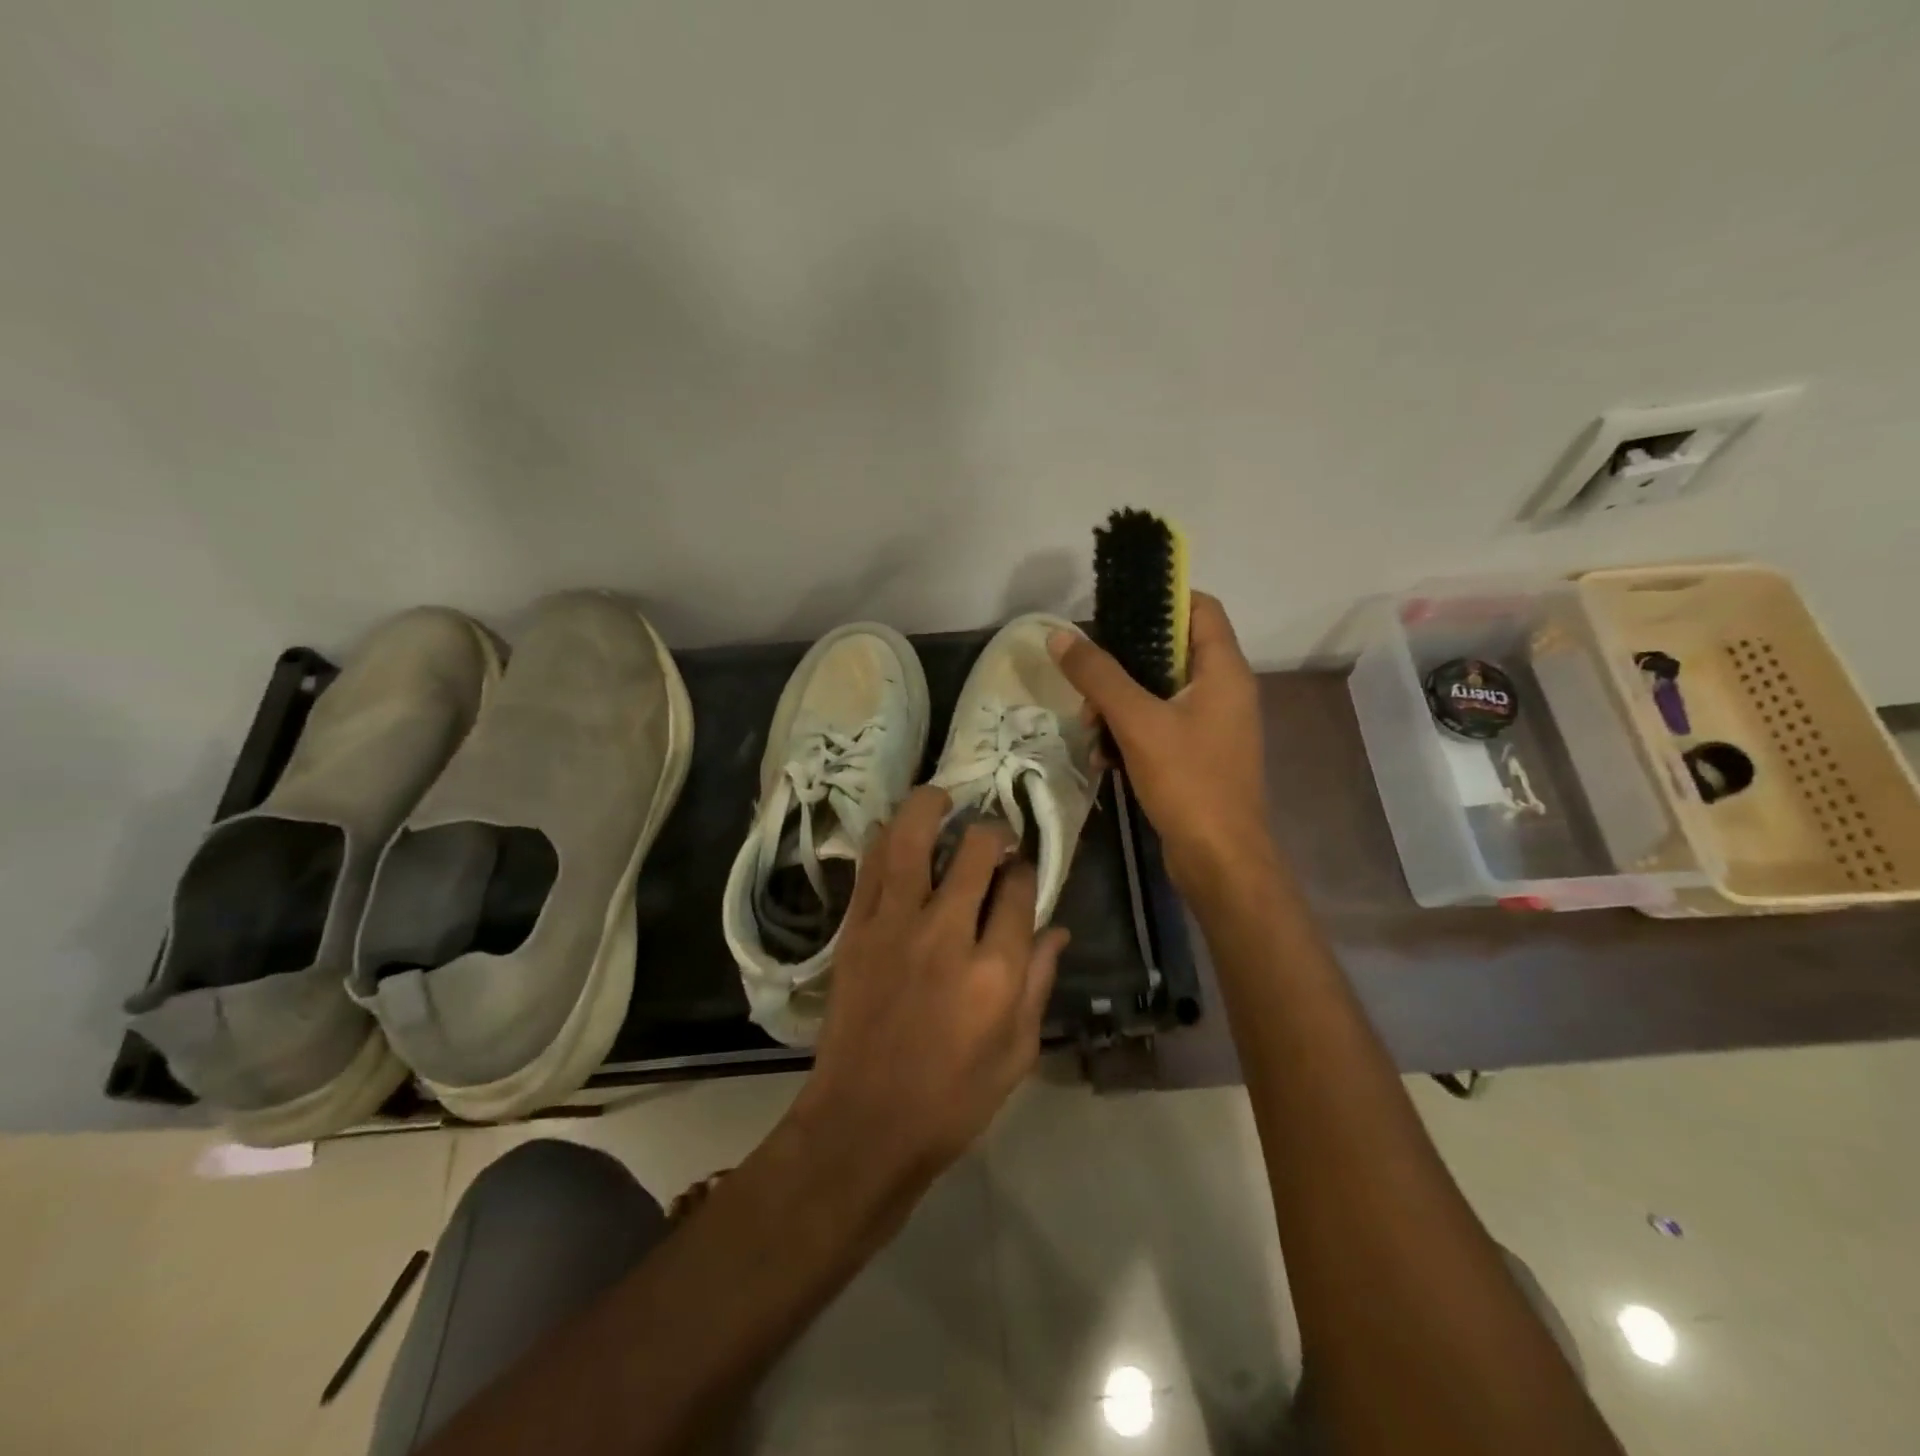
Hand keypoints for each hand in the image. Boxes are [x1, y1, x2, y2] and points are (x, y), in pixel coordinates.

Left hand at [793, 786, 1069, 1186]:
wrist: (864, 1123)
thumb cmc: (952, 1099)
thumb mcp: (1017, 1053)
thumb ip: (1038, 983)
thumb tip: (1056, 928)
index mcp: (995, 970)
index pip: (1019, 890)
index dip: (1025, 871)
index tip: (1021, 871)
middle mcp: (947, 934)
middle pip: (975, 852)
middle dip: (991, 833)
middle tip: (992, 837)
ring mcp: (894, 926)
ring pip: (914, 840)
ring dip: (931, 807)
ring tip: (943, 799)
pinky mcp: (856, 929)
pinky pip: (871, 866)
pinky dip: (886, 838)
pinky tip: (898, 829)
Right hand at [1049, 592, 1270, 889]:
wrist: (1220, 860)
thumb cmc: (1188, 782)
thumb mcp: (1137, 722)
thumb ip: (1098, 676)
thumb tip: (1060, 636)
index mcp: (1223, 670)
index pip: (1199, 607)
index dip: (1161, 597)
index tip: (1115, 606)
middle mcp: (1223, 690)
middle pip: (1170, 651)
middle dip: (1122, 663)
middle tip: (1086, 678)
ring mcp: (1212, 725)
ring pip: (1158, 692)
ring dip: (1118, 704)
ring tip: (1089, 727)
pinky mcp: (1198, 754)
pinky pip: (1158, 726)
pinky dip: (1129, 733)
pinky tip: (1102, 757)